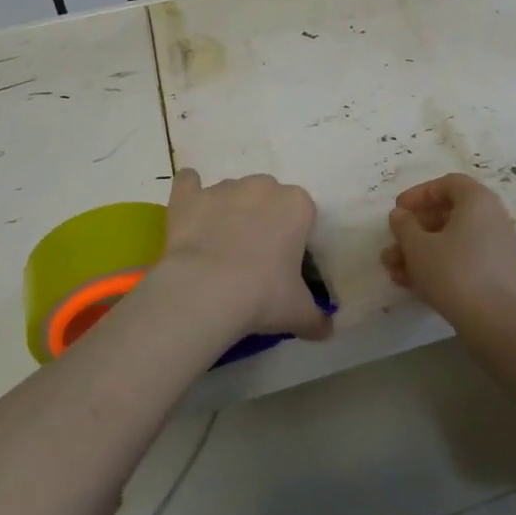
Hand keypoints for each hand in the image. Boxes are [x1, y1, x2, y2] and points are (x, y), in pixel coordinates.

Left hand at [156, 169, 331, 340]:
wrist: (206, 291)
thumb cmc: (263, 295)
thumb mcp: (298, 312)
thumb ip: (316, 318)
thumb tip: (327, 331)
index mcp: (297, 205)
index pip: (302, 213)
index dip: (294, 236)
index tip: (285, 262)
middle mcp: (262, 187)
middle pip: (268, 197)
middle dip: (263, 219)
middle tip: (255, 256)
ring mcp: (223, 188)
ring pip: (232, 193)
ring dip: (229, 212)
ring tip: (219, 248)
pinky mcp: (189, 197)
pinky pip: (188, 183)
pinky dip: (190, 193)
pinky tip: (190, 212)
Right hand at [382, 173, 515, 322]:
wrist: (497, 322)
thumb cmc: (454, 273)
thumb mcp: (418, 247)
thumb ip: (404, 226)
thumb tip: (400, 215)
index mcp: (478, 200)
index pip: (447, 184)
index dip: (419, 194)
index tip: (398, 210)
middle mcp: (492, 217)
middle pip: (448, 214)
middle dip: (414, 230)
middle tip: (392, 243)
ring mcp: (496, 247)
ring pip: (451, 240)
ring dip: (420, 251)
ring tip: (393, 270)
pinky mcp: (495, 273)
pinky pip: (462, 259)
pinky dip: (438, 265)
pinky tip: (411, 284)